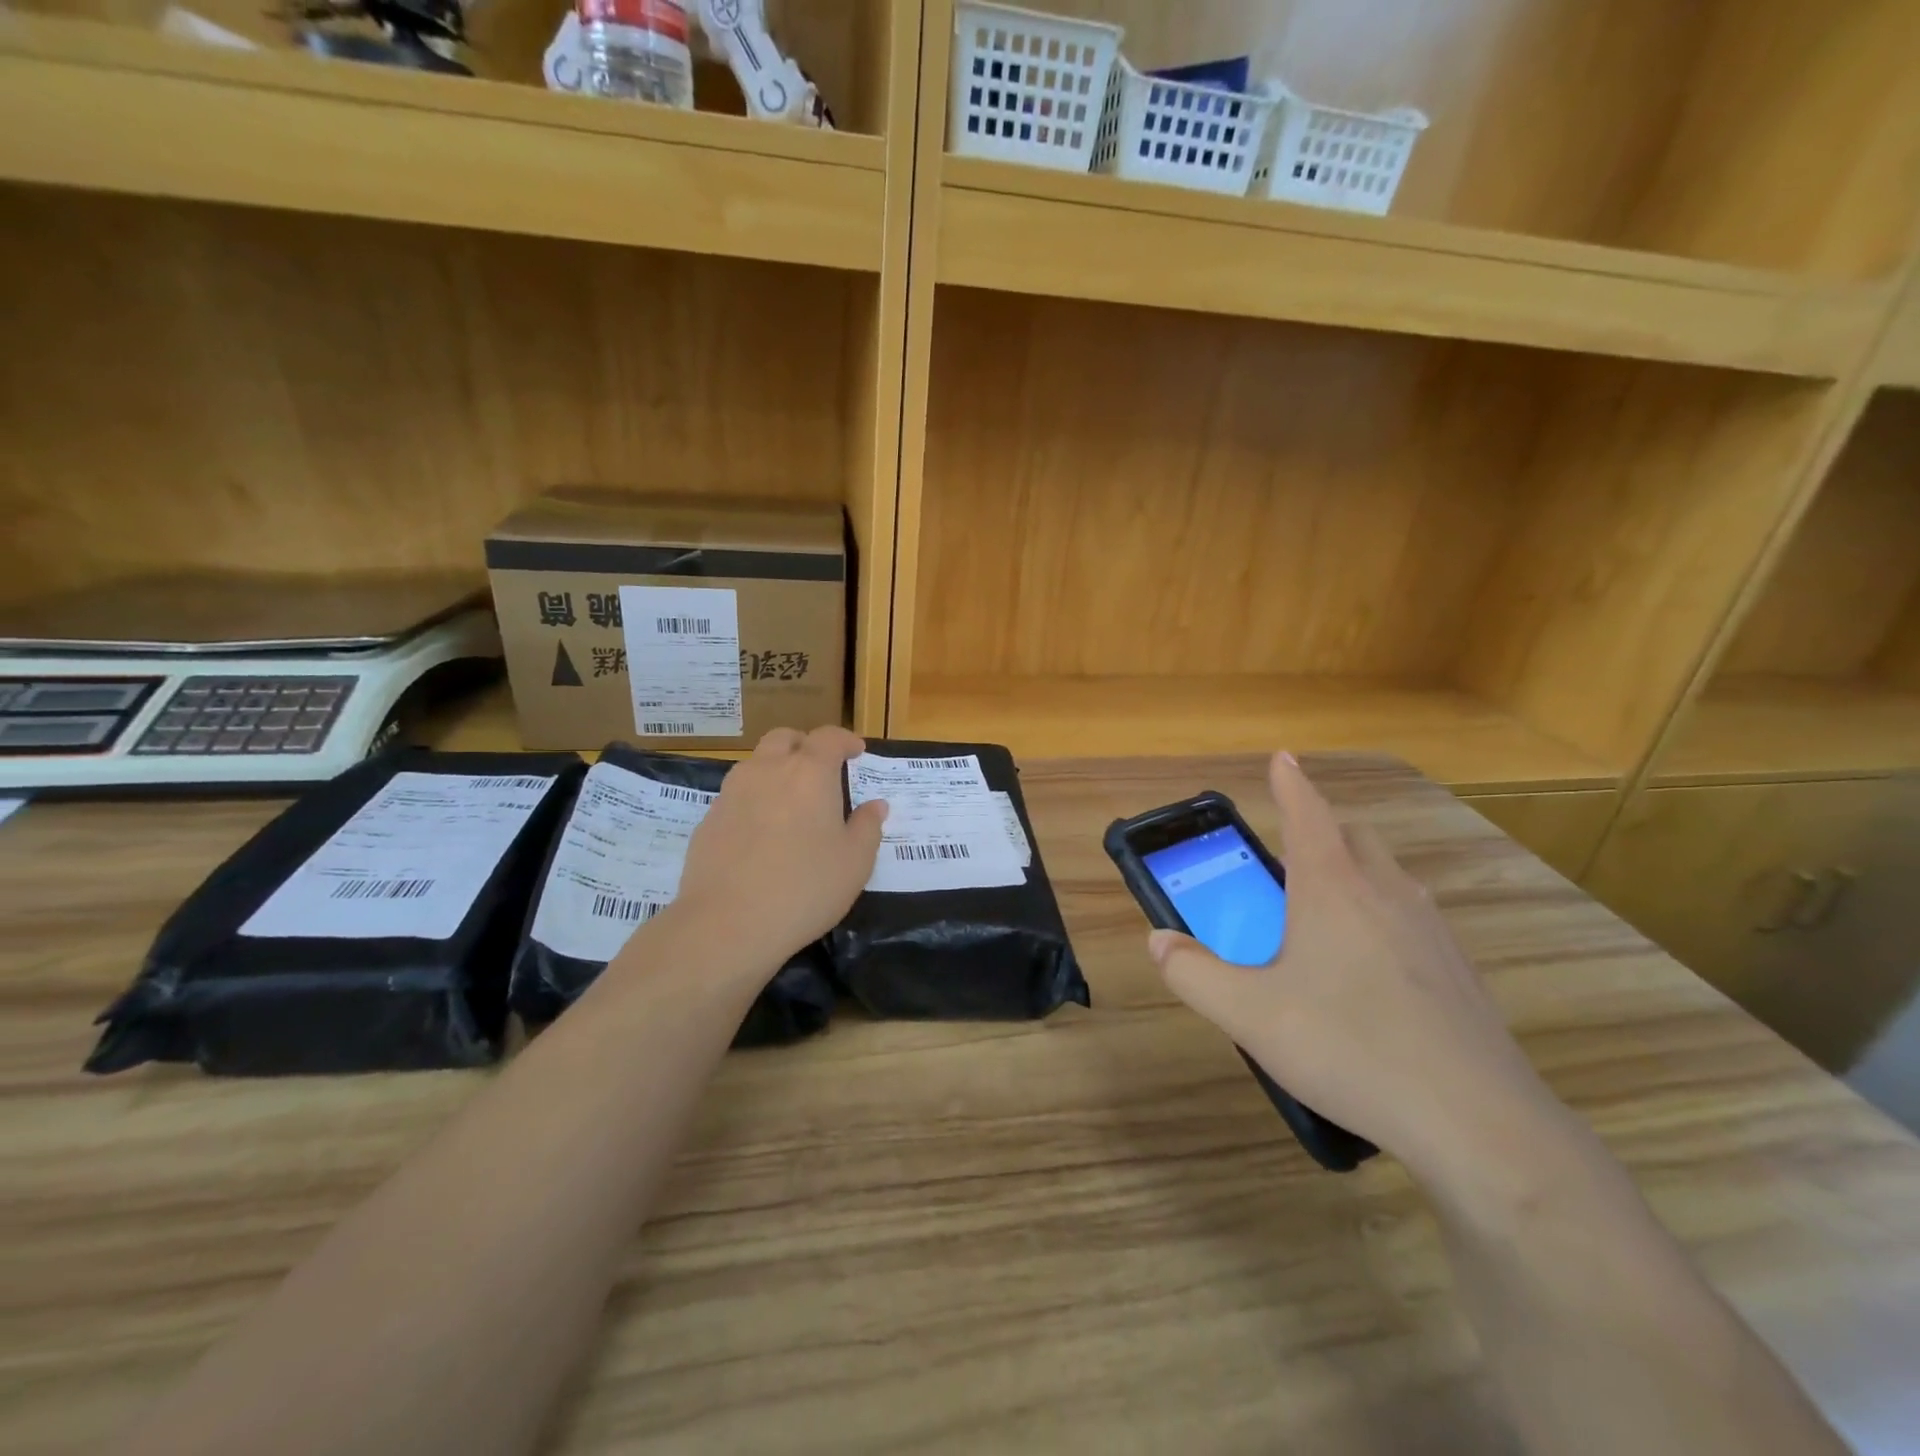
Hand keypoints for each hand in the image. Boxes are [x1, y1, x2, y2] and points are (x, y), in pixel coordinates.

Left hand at [671, 726, 885, 972]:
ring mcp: (732, 793)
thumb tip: (875, 805)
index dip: (845, 740)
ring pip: (756, 763)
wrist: (727, 923)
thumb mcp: (855, 862)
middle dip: (805, 745)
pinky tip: (762, 833)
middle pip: (785, 738)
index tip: (856, 752)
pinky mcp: (709, 819)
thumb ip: (867, 827)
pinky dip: (754, 800)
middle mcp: (767, 771)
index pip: (828, 737)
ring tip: (791, 801)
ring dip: (776, 769)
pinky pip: (737, 795)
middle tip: (821, 769)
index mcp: (809, 773)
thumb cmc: (805, 888)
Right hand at [1148, 752, 1560, 1179]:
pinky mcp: (1460, 971)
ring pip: (1391, 876)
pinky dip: (1386, 917)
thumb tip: (1159, 942)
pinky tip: (1371, 974)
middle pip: (1355, 837)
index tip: (1282, 757)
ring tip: (1327, 917)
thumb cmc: (1349, 1047)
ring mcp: (1432, 930)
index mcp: (1333, 890)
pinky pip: (1415, 919)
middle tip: (1291, 860)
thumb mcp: (1250, 1015)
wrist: (1476, 1122)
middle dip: (1323, 831)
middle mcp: (1387, 894)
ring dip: (1357, 874)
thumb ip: (1194, 974)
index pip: (1308, 814)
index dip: (1291, 783)